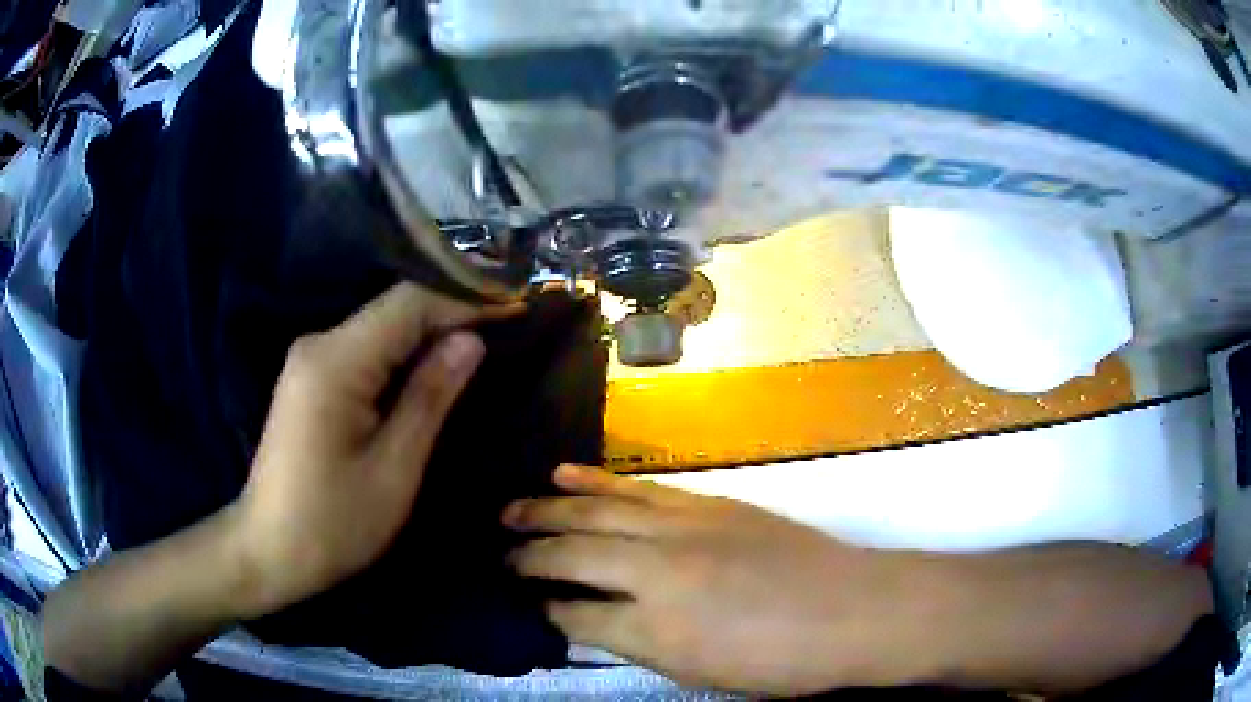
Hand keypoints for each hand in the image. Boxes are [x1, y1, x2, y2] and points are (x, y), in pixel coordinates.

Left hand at [230, 283, 503, 615]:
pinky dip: (403, 355)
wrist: (269, 551)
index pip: (409, 303)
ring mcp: (310, 361)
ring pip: (380, 329)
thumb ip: (430, 396)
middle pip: (393, 310)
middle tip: (508, 326)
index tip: (516, 306)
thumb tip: (471, 340)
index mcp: (337, 362)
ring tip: (483, 343)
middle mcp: (319, 344)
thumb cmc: (334, 523)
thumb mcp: (394, 467)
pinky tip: (431, 369)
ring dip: (429, 334)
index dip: (465, 299)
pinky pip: (365, 351)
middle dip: (451, 314)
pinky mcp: (310, 380)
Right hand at [502, 465, 924, 695]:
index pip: (575, 617)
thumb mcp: (700, 674)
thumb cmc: (781, 663)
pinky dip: (596, 481)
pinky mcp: (706, 503)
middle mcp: (657, 572)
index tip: (523, 606)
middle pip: (572, 555)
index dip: (544, 612)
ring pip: (596, 511)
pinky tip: (563, 473)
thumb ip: (640, 645)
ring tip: (510, 511)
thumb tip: (593, 622)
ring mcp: (682, 528)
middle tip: (497, 556)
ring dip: (546, 510)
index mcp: (655, 631)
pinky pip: (637, 489)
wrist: (853, 610)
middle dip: (528, 557)